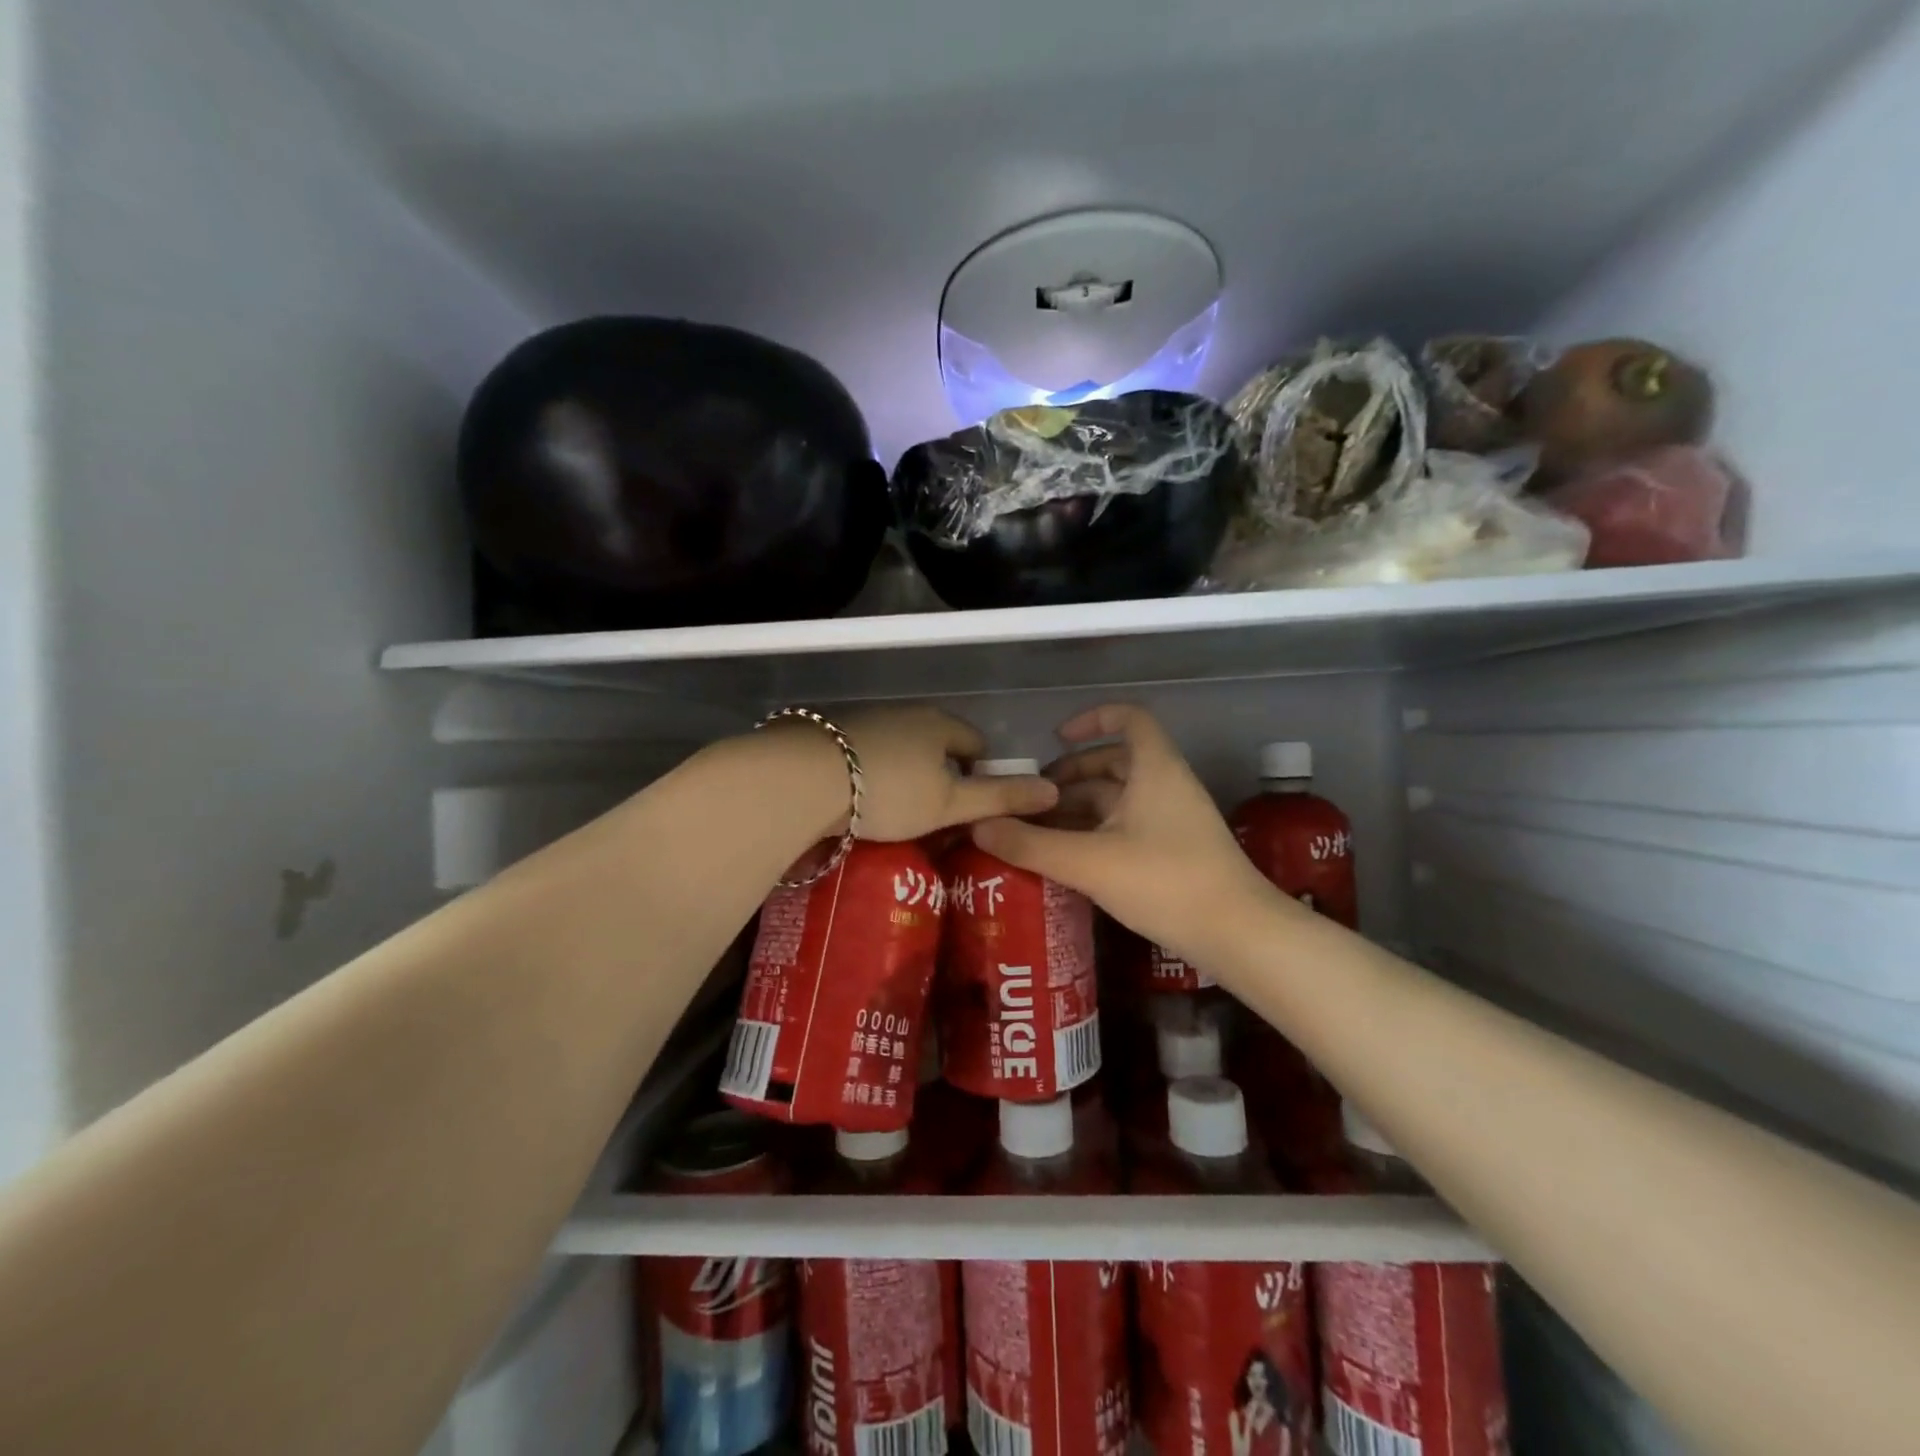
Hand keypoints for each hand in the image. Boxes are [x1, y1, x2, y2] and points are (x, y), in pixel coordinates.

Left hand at [809, 705, 1058, 843]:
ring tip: (896, 811)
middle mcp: (906, 713)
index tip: (968, 807)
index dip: (980, 773)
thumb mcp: (950, 803)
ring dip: (905, 773)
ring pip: (901, 747)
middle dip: (941, 775)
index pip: (976, 742)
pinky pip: (868, 753)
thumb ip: (1000, 798)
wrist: (804, 778)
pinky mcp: (831, 733)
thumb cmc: (889, 791)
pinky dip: (872, 772)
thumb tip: (1053, 791)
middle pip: (937, 743)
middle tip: (934, 815)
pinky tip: (860, 799)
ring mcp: (866, 719)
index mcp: (940, 724)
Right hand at [971, 704, 1272, 962]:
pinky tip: (1068, 858)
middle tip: (1031, 797)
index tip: (1056, 739)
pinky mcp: (1175, 851)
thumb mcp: (1089, 862)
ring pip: (1119, 799)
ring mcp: (1174, 820)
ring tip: (1038, 829)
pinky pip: (1128, 826)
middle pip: (1115, 762)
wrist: (1238, 934)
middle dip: (1070, 775)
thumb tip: (977, 825)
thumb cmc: (1165, 881)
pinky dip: (1096, 832)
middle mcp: (1166, 785)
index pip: (1129, 719)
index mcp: (1154, 769)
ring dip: (1079, 807)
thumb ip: (1030, 844)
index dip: (1092, 719)